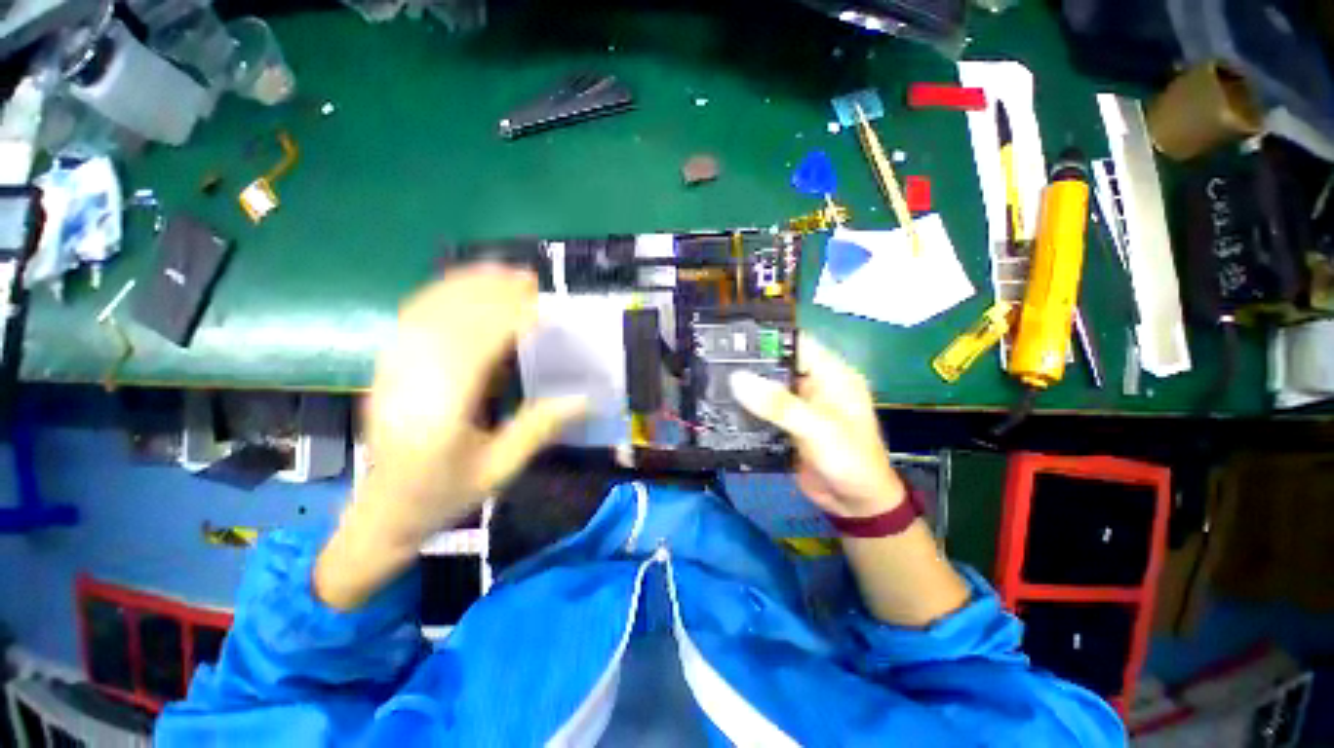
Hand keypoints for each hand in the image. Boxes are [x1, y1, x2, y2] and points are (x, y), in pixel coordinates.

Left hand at [356, 264, 587, 548]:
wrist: (382, 512)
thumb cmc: (444, 494)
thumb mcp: (500, 469)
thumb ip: (539, 428)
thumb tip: (585, 398)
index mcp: (440, 411)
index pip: (478, 346)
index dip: (511, 318)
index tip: (543, 306)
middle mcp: (410, 381)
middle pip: (452, 320)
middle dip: (492, 294)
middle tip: (530, 280)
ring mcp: (393, 369)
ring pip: (429, 311)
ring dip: (467, 286)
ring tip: (502, 272)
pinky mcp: (387, 366)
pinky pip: (412, 318)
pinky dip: (440, 294)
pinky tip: (464, 287)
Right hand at [730, 335, 903, 518]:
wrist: (856, 505)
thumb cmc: (849, 460)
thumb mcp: (817, 428)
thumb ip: (779, 404)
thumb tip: (736, 378)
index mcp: (832, 374)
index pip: (797, 343)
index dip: (768, 336)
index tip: (733, 336)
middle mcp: (814, 385)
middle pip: (777, 364)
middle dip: (749, 362)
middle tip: (713, 358)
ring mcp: (799, 406)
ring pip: (767, 388)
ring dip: (745, 386)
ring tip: (711, 379)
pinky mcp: (787, 425)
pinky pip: (763, 410)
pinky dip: (747, 408)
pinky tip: (722, 406)